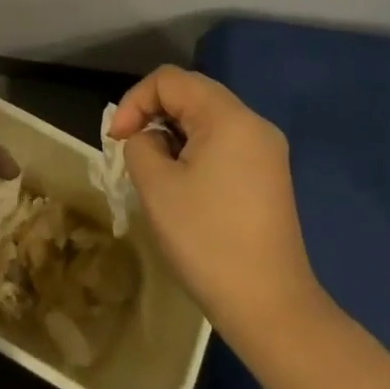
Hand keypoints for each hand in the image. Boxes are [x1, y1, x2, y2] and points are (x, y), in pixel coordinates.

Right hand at [110, 66, 322, 337]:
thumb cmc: (208, 242)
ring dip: (174, 132)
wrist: (271, 309)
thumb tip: (149, 139)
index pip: (169, 79)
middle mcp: (253, 123)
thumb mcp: (157, 187)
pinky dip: (196, 148)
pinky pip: (224, 141)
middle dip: (154, 113)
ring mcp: (267, 149)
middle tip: (131, 149)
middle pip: (192, 92)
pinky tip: (185, 184)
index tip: (117, 140)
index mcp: (228, 117)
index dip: (135, 101)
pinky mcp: (270, 175)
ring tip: (156, 170)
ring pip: (207, 117)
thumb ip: (141, 145)